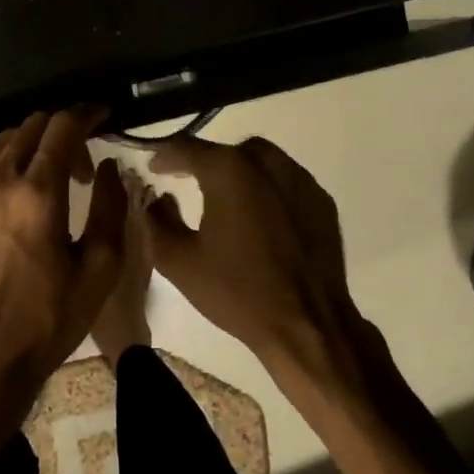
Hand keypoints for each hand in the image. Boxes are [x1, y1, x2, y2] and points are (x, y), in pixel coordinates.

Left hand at [0, 106, 128, 388]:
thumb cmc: (49, 317)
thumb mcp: (100, 268)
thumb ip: (110, 207)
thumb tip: (108, 167)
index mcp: (38, 194)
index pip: (62, 127)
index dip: (87, 114)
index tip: (103, 116)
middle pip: (30, 126)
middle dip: (62, 132)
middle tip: (82, 167)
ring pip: (3, 144)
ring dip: (32, 149)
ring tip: (50, 183)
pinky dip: (7, 168)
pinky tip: (18, 201)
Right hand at [147, 136, 376, 400]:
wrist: (306, 326)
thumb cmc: (237, 292)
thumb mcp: (178, 261)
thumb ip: (156, 221)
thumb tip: (156, 199)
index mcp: (230, 171)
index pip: (188, 148)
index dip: (165, 154)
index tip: (152, 166)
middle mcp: (268, 164)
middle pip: (228, 150)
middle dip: (204, 161)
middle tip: (185, 178)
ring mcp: (301, 181)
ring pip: (262, 161)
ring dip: (238, 172)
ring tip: (221, 196)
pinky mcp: (321, 203)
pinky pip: (286, 182)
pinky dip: (266, 188)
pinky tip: (257, 216)